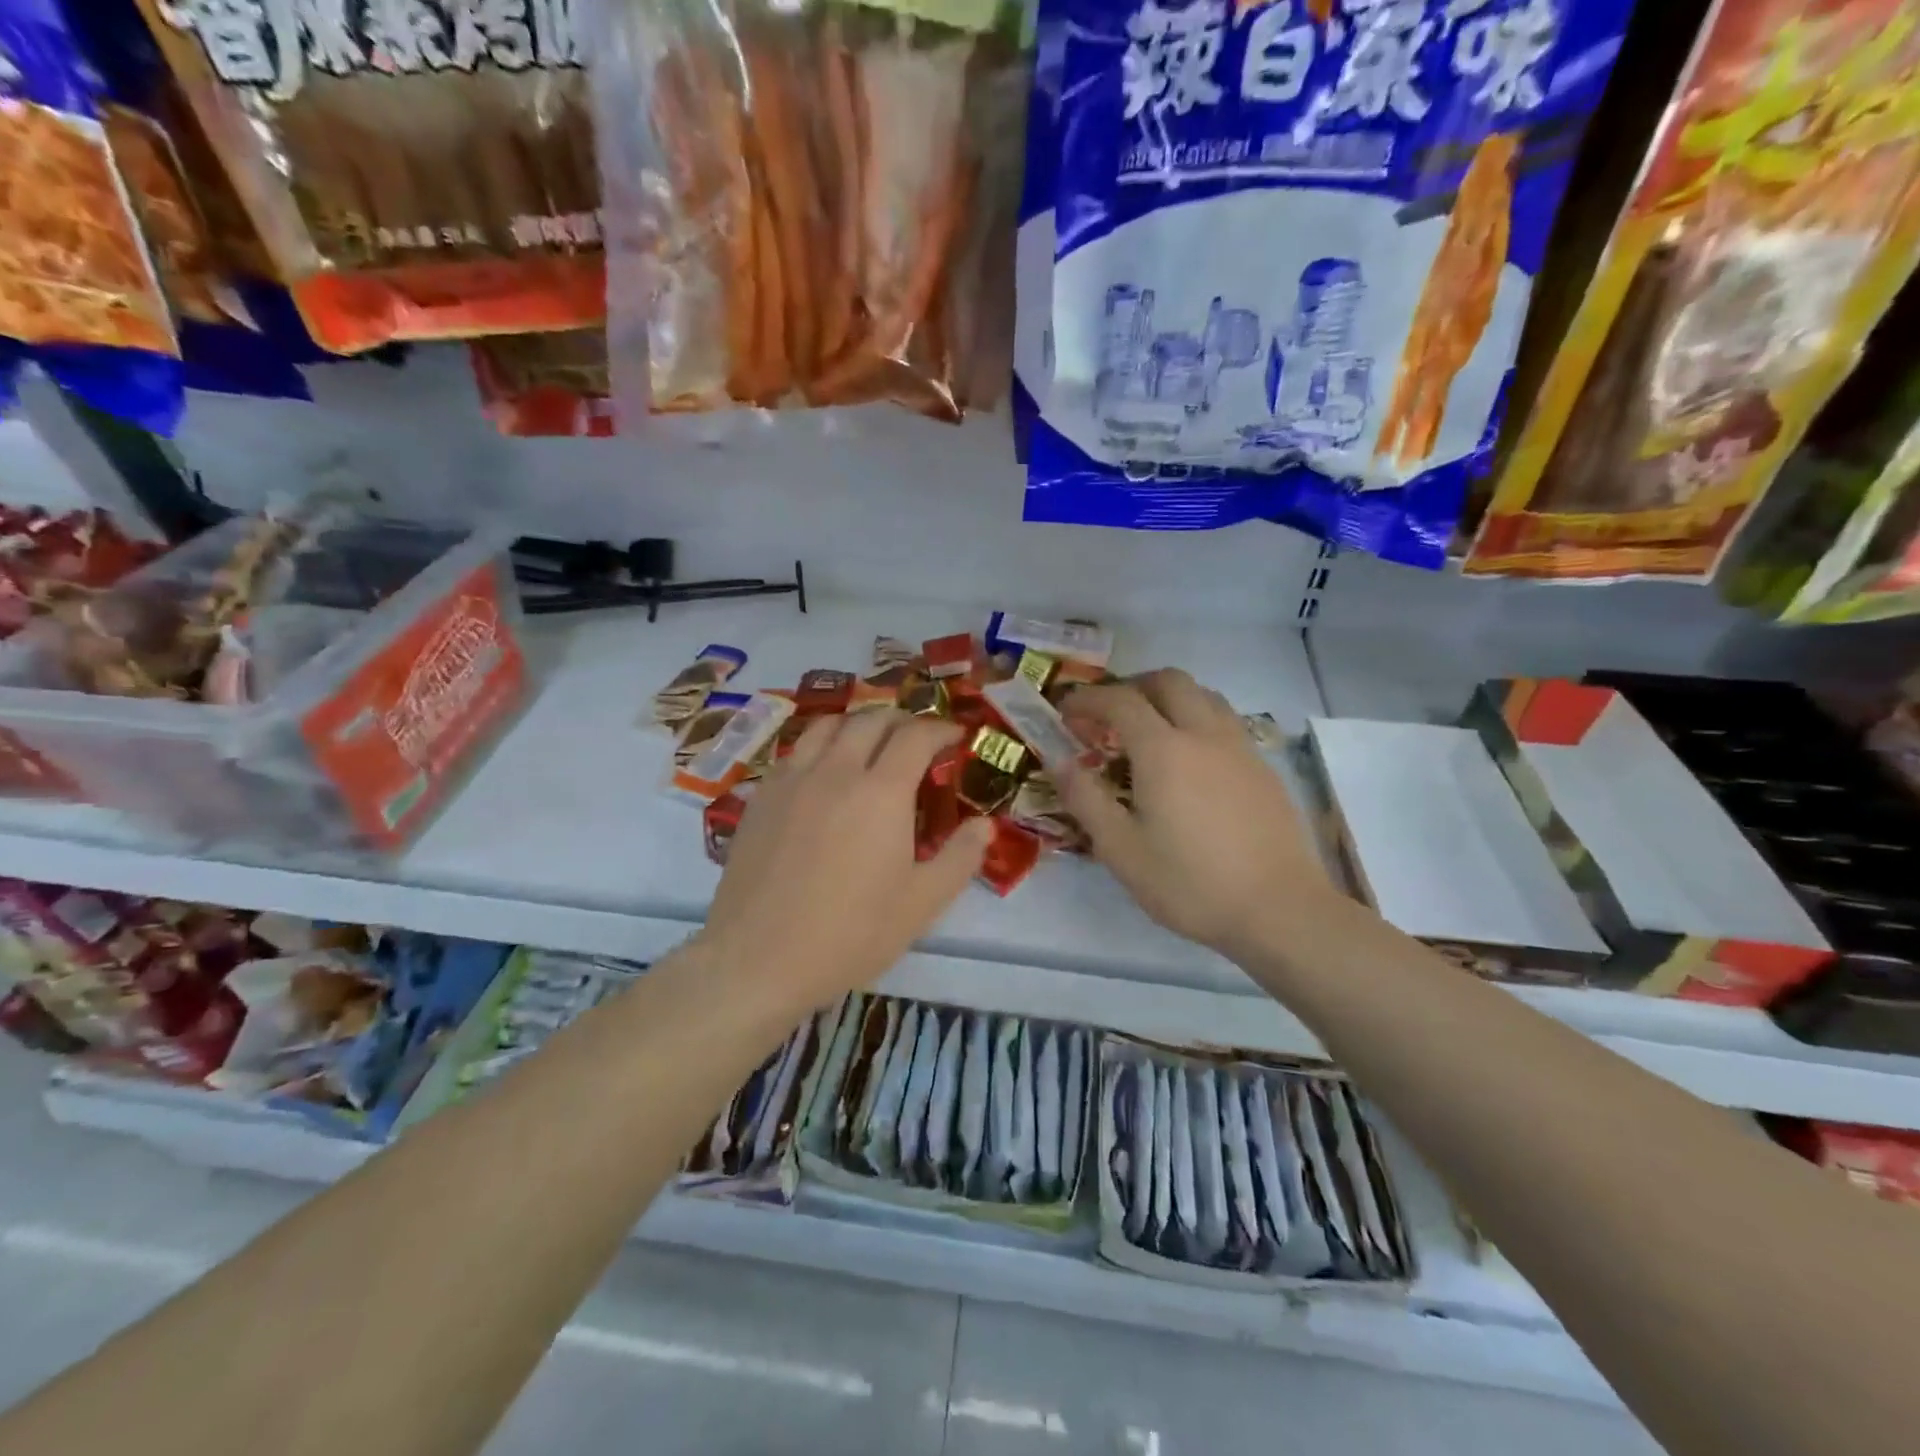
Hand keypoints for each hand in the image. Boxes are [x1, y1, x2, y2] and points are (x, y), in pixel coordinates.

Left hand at [700, 709, 993, 1004]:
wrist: (759, 959)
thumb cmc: (850, 934)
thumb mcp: (921, 904)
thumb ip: (960, 857)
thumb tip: (984, 825)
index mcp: (881, 791)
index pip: (916, 736)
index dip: (941, 729)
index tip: (955, 736)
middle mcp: (835, 770)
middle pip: (871, 720)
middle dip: (901, 720)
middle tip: (917, 739)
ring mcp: (791, 780)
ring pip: (827, 725)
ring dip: (857, 725)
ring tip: (869, 743)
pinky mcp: (760, 797)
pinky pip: (795, 752)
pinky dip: (820, 747)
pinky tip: (823, 774)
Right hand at [1059, 670, 1333, 959]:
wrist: (1279, 909)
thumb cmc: (1190, 883)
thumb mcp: (1121, 850)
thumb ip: (1085, 799)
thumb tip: (1059, 762)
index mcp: (1163, 750)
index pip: (1119, 700)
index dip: (1087, 699)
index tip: (1066, 711)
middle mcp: (1204, 734)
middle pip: (1168, 680)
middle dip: (1132, 686)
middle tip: (1109, 715)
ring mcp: (1240, 747)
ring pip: (1203, 695)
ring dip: (1169, 698)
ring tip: (1150, 730)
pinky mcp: (1263, 767)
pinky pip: (1225, 721)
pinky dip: (1197, 720)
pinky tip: (1191, 762)